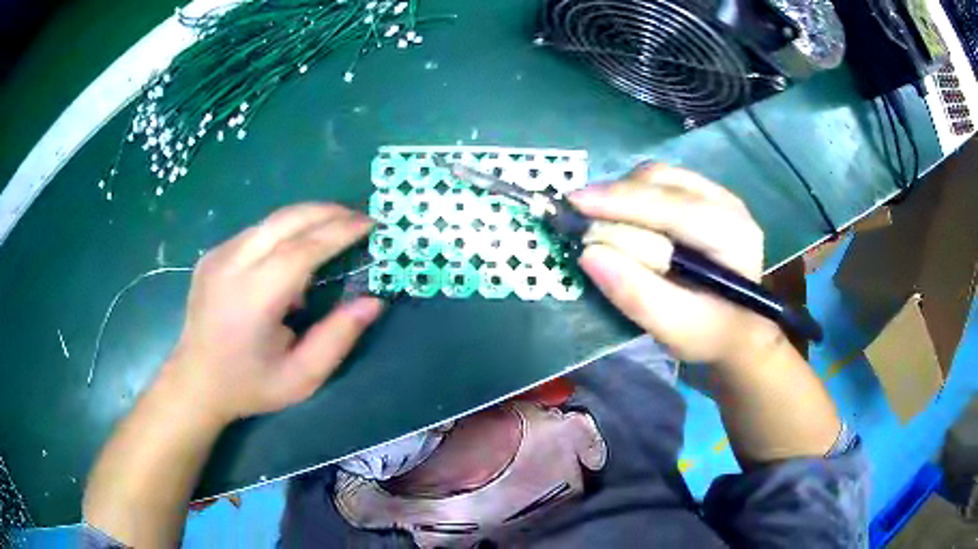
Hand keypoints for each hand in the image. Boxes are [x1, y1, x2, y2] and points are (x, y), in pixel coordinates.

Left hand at [160, 203, 383, 425]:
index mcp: (253, 299)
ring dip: (307, 218)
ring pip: (270, 221)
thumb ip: (337, 339)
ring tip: (334, 228)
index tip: (370, 222)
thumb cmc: (250, 386)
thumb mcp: (301, 377)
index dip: (339, 231)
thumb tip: (373, 302)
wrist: (195, 382)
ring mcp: (217, 256)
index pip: (302, 249)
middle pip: (285, 221)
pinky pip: (256, 232)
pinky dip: (284, 232)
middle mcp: (231, 266)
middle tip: (358, 217)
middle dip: (327, 212)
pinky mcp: (212, 255)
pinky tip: (295, 252)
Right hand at [570, 163, 780, 365]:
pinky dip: (633, 195)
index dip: (622, 202)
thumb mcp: (674, 329)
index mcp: (733, 237)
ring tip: (599, 221)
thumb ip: (636, 294)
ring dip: (623, 195)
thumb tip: (589, 254)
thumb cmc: (709, 334)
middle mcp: (729, 205)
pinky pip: (661, 181)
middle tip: (577, 216)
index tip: (575, 204)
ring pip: (659, 176)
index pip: (674, 207)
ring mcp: (717, 194)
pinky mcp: (704, 195)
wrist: (735, 328)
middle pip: (663, 182)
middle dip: (616, 196)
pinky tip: (623, 219)